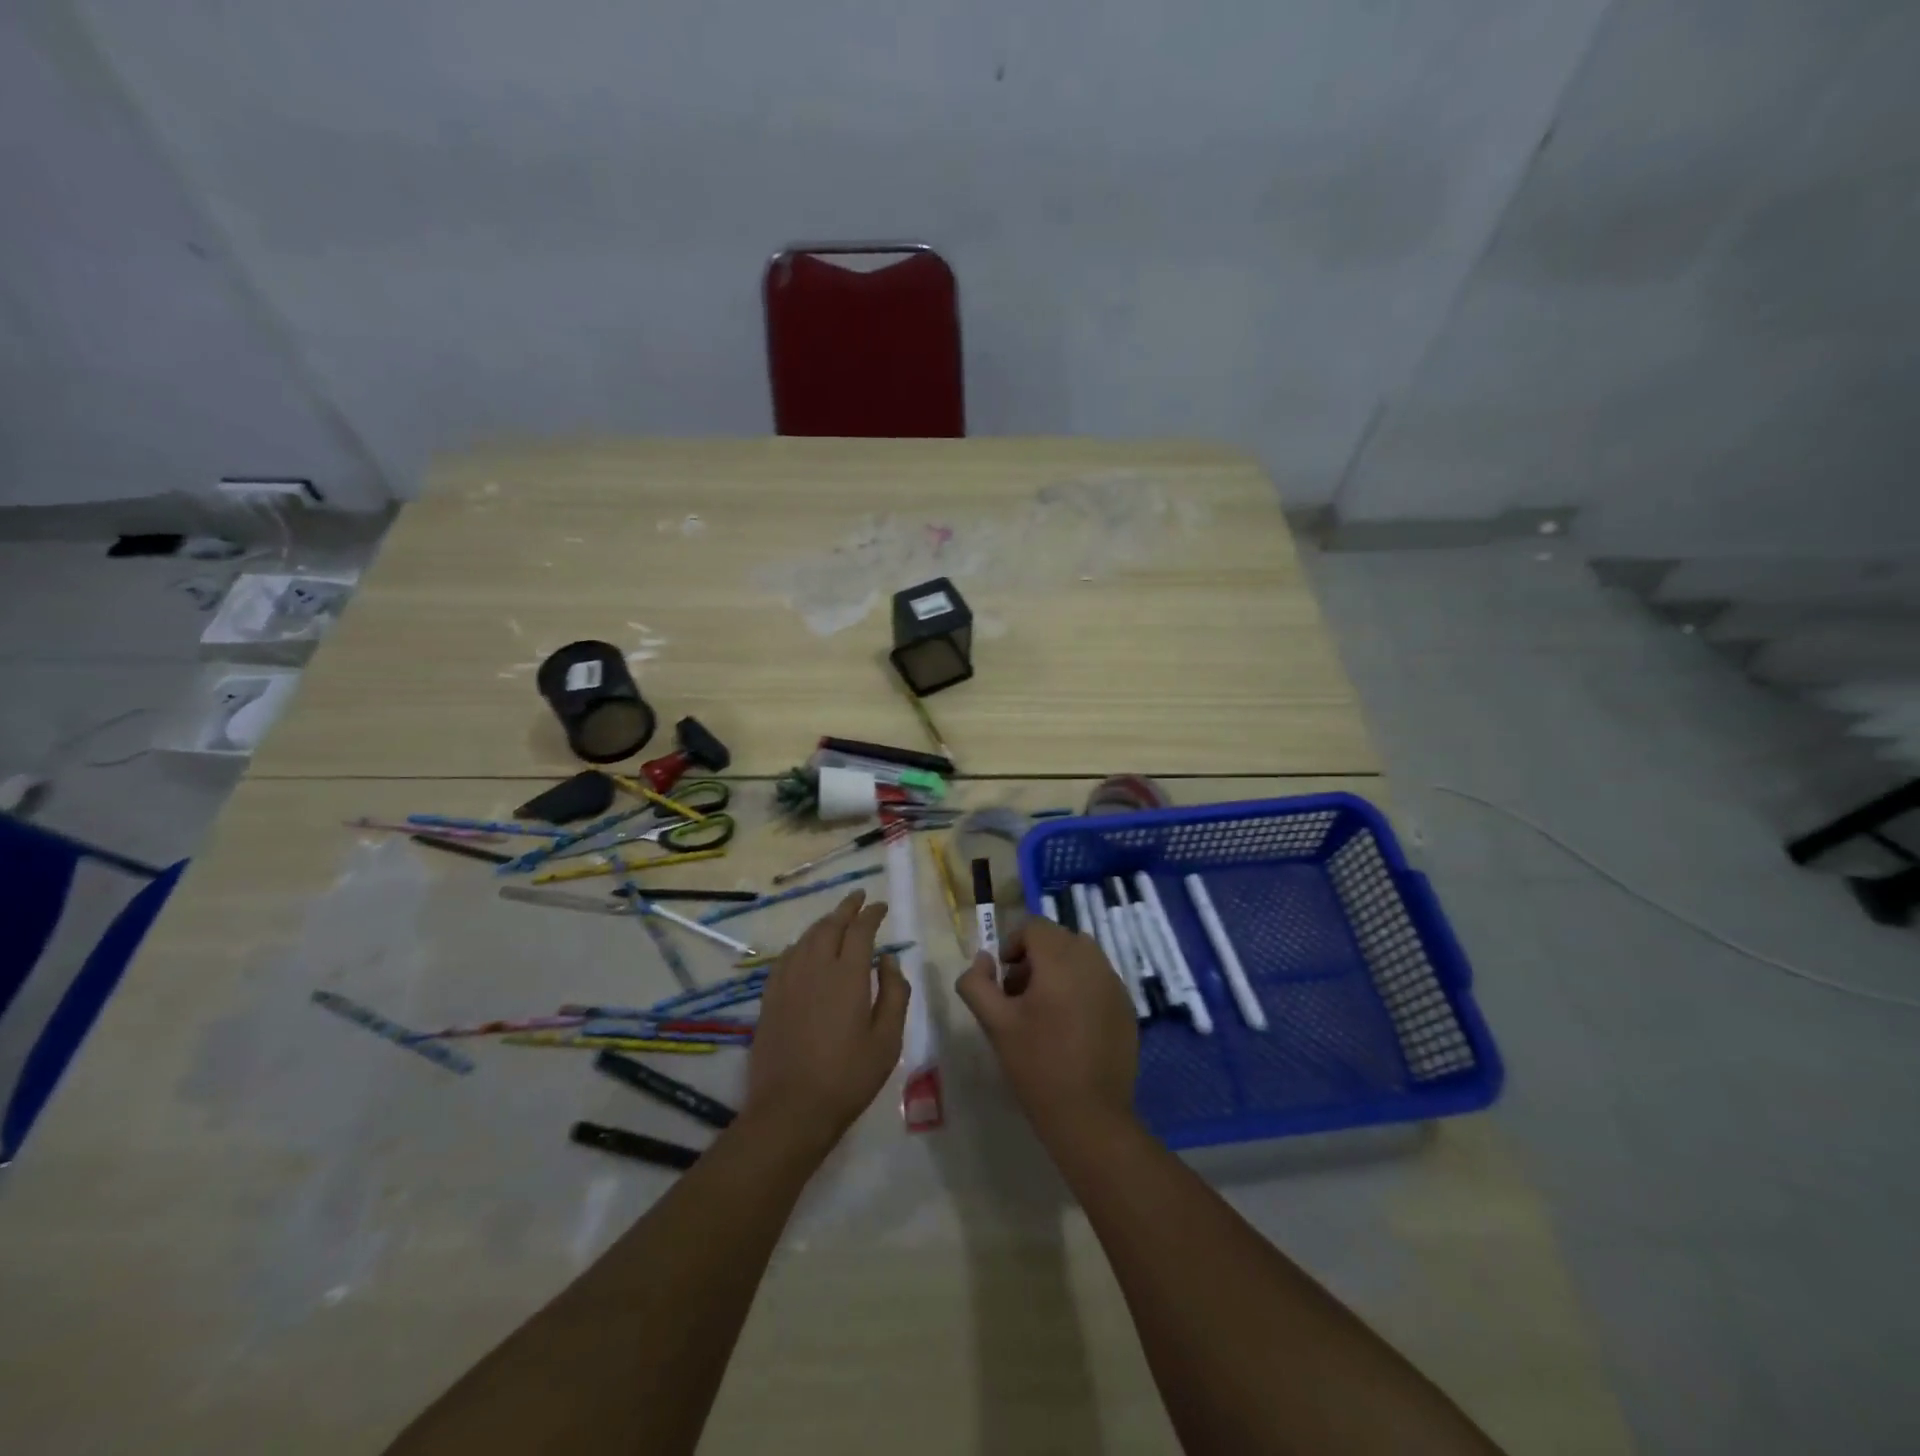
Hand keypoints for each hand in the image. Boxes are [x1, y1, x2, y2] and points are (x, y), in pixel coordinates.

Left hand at [743, 891, 909, 1156]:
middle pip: (830, 925)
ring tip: (836, 919)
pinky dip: (801, 944)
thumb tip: (889, 961)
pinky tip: (805, 949)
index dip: (871, 914)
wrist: (790, 1109)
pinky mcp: (770, 998)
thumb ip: (894, 993)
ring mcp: (788, 981)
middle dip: (846, 908)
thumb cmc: (848, 1076)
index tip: (881, 907)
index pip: (860, 930)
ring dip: (824, 923)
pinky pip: (786, 957)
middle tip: (858, 898)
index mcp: (848, 975)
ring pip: (806, 938)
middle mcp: (815, 967)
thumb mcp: (887, 1040)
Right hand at [955, 916, 1138, 1141]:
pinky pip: (1099, 979)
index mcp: (1060, 961)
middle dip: (1035, 957)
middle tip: (1019, 994)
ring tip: (1044, 1009)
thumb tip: (983, 959)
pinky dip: (1081, 986)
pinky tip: (1070, 1026)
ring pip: (1081, 956)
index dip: (1012, 944)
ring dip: (1059, 969)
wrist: (1089, 1115)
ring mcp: (1115, 984)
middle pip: (1058, 938)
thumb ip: (977, 983)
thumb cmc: (1037, 1066)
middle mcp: (1093, 962)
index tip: (1003, 978)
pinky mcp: (1127, 1007)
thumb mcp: (995, 1024)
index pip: (1035, 926)